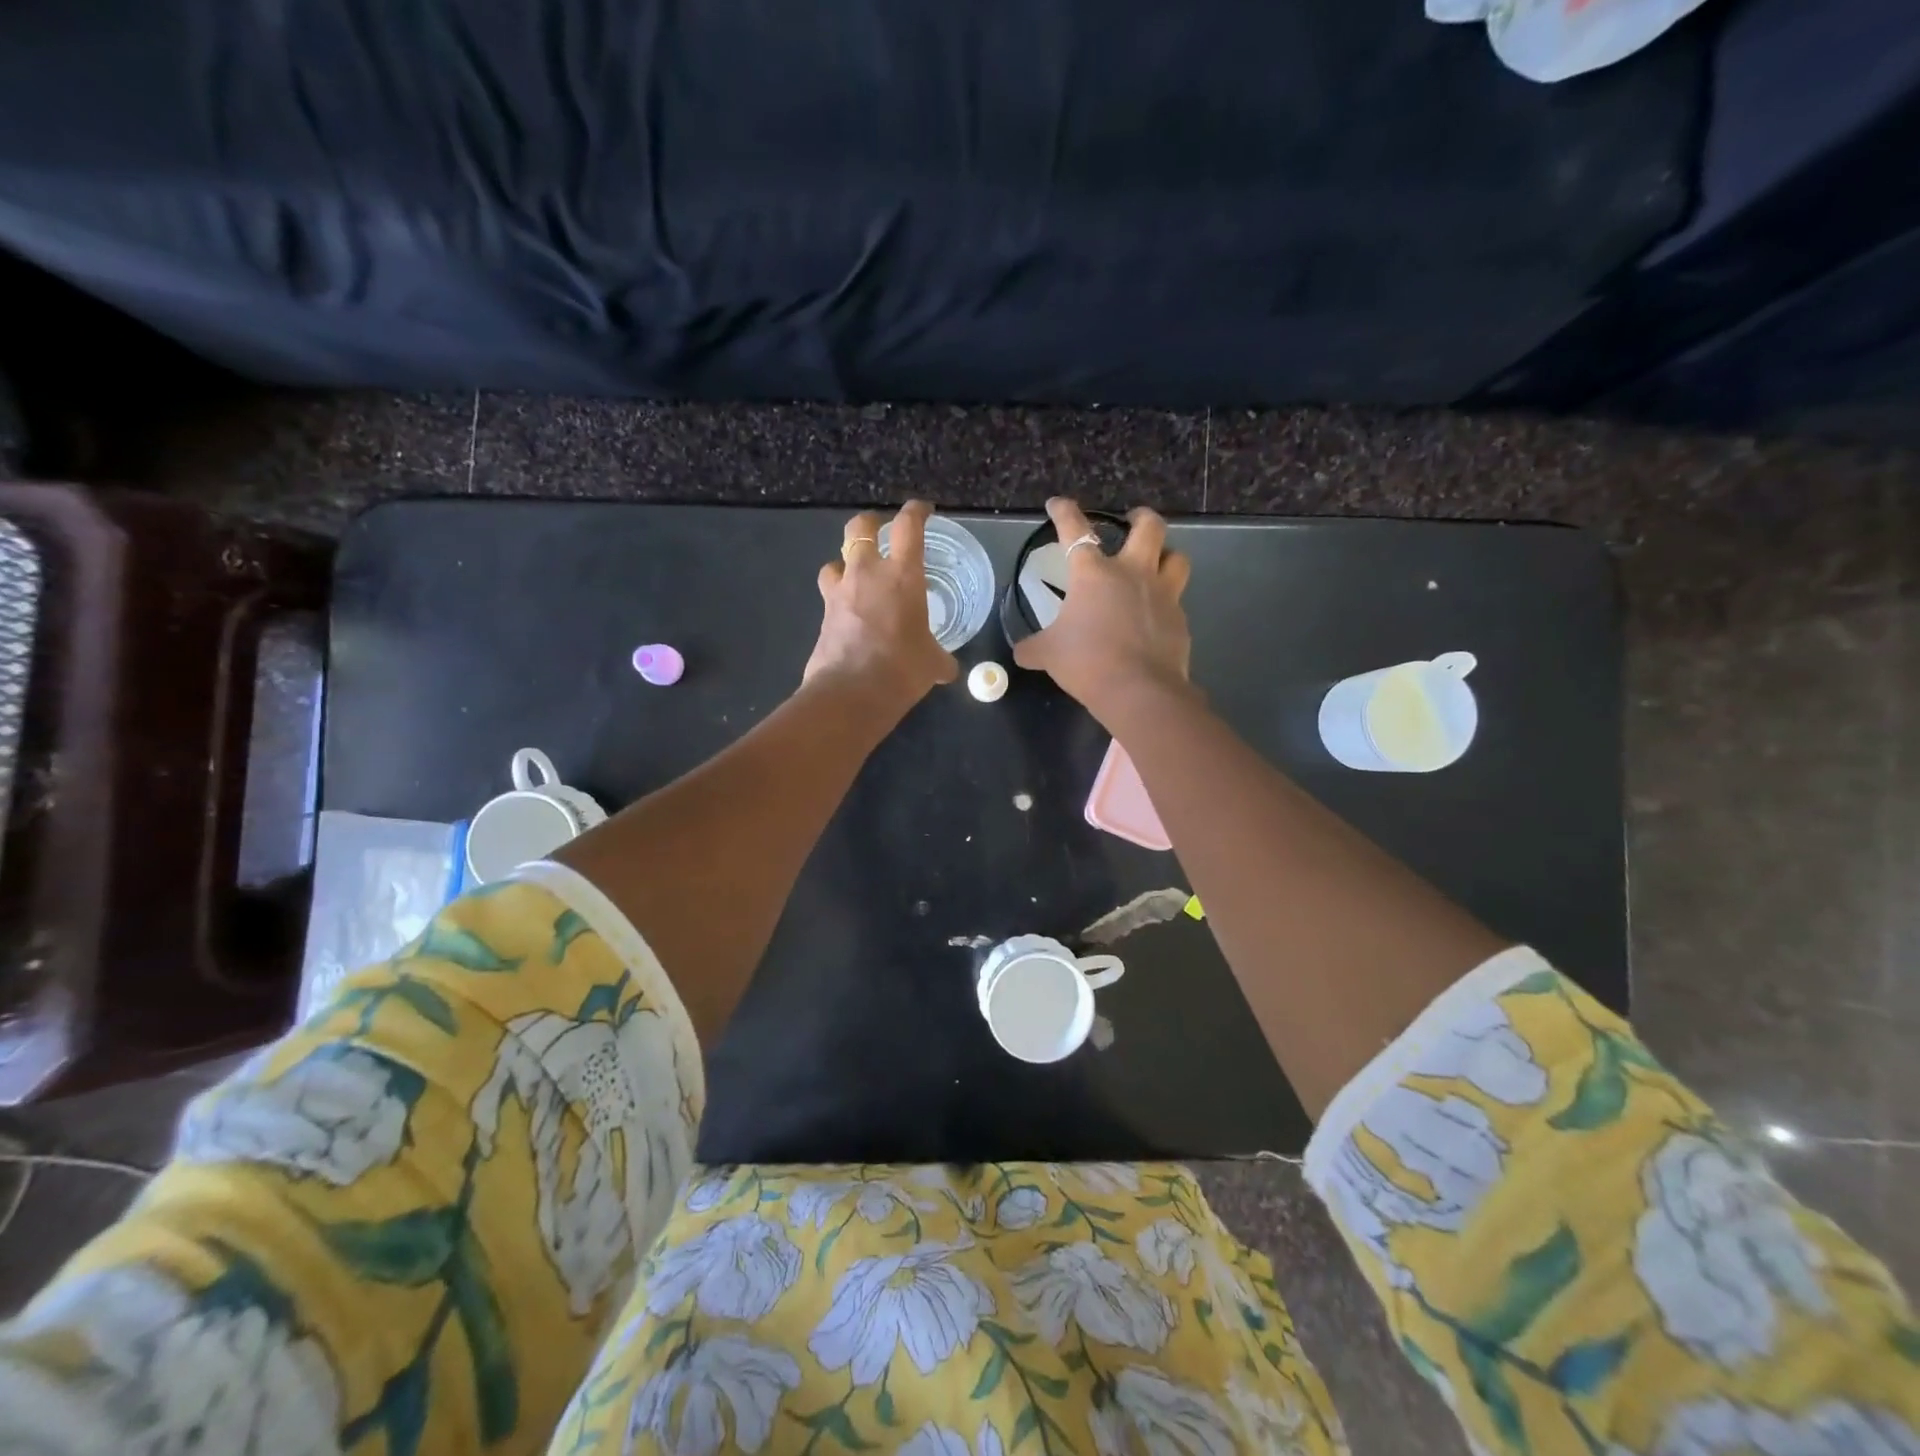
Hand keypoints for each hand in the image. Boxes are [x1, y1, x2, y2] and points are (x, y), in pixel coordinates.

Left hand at [804, 500, 959, 709]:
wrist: (851, 693)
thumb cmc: (902, 669)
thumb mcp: (932, 664)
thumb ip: (940, 659)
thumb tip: (947, 669)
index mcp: (902, 575)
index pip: (908, 526)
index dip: (916, 512)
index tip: (923, 510)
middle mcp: (867, 574)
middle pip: (859, 528)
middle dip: (870, 523)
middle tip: (880, 531)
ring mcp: (839, 593)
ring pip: (835, 561)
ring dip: (845, 564)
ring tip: (857, 577)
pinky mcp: (823, 616)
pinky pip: (830, 596)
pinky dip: (840, 599)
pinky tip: (850, 615)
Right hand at [1011, 498, 1192, 718]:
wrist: (1138, 690)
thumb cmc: (1086, 662)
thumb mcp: (1049, 655)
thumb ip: (1033, 648)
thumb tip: (1021, 652)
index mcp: (1094, 573)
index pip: (1075, 530)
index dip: (1064, 512)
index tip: (1058, 503)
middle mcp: (1132, 573)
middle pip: (1149, 527)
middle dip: (1141, 517)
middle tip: (1132, 521)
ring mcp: (1162, 595)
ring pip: (1176, 558)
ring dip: (1166, 555)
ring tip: (1156, 563)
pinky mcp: (1180, 620)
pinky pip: (1177, 602)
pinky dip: (1166, 604)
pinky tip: (1156, 618)